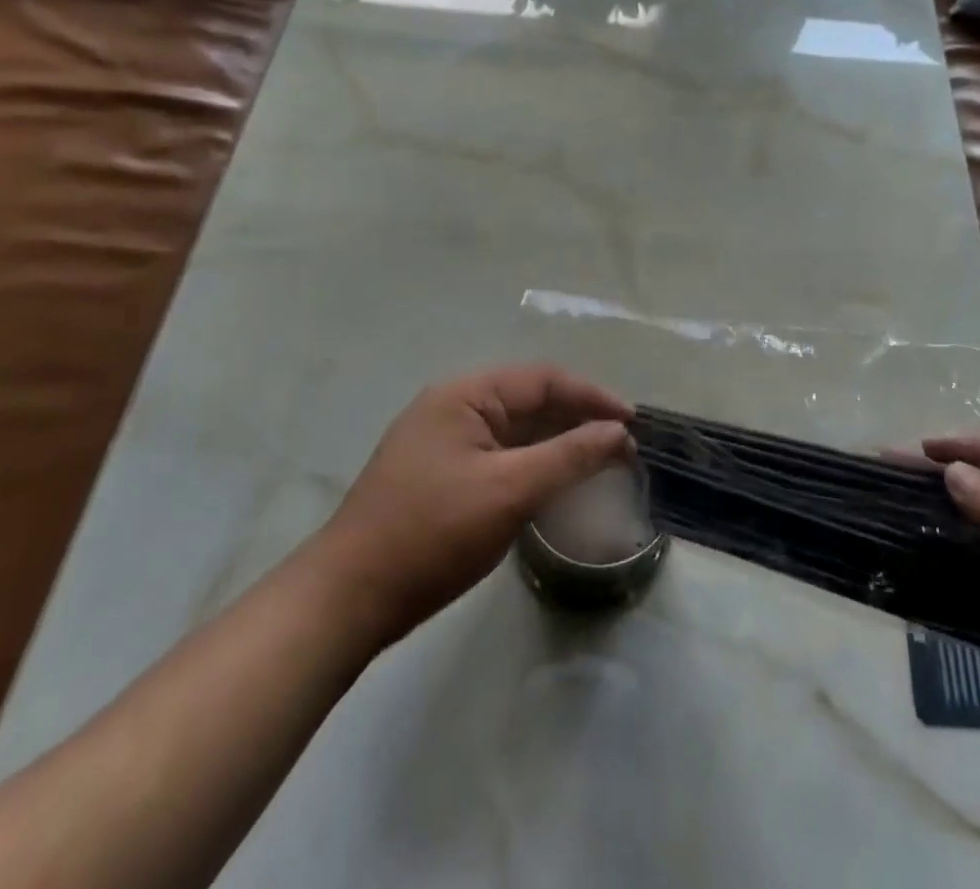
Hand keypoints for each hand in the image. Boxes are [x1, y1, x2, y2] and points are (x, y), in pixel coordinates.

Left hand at [323, 365, 633, 649]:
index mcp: (465, 395)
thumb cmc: (432, 534)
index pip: (543, 379)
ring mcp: (444, 440)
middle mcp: (454, 406)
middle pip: (530, 400)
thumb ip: (569, 456)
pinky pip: (500, 455)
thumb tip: (619, 432)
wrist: (348, 599)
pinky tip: (555, 484)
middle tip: (621, 446)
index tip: (632, 423)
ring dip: (557, 443)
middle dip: (577, 419)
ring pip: (516, 430)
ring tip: (598, 463)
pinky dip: (532, 464)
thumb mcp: (509, 491)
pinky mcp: (441, 474)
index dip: (592, 396)